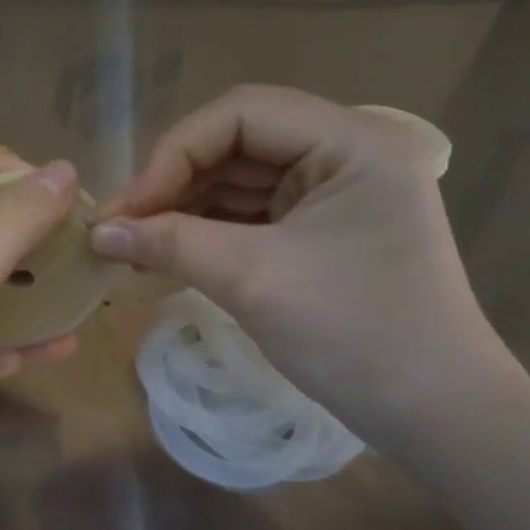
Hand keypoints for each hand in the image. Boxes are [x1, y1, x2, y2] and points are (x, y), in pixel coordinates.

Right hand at [89, 85, 513, 435]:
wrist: (433, 415)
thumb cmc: (354, 334)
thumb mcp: (253, 278)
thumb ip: (170, 242)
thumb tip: (96, 231)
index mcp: (352, 140)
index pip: (241, 114)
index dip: (174, 153)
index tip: (127, 209)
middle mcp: (346, 153)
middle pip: (237, 145)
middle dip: (173, 185)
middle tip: (118, 229)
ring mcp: (335, 193)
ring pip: (239, 182)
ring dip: (183, 210)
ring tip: (131, 246)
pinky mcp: (322, 231)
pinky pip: (252, 216)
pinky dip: (207, 233)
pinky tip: (165, 255)